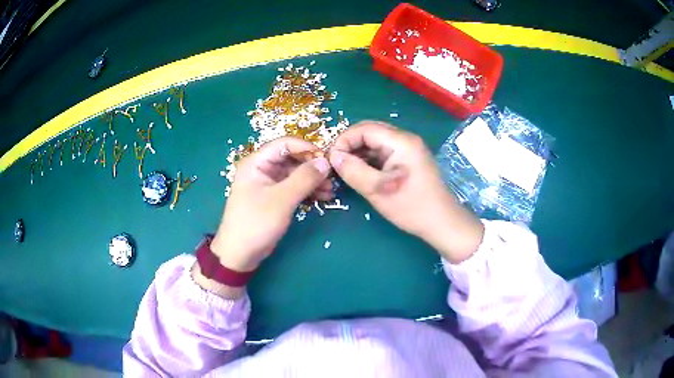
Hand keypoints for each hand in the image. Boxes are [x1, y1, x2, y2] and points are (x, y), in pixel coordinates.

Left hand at [211, 137, 332, 271]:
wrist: (240, 254)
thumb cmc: (256, 223)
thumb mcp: (282, 199)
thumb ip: (304, 179)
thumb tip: (325, 162)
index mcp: (257, 162)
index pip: (285, 144)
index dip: (307, 148)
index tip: (326, 159)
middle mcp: (262, 169)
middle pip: (292, 159)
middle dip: (312, 167)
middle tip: (332, 178)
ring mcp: (268, 184)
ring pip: (295, 174)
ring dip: (313, 180)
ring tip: (330, 191)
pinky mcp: (274, 198)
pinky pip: (294, 188)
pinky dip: (307, 191)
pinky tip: (323, 197)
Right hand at [328, 121, 483, 262]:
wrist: (442, 222)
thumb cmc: (412, 207)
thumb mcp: (378, 191)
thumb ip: (353, 171)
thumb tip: (333, 157)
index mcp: (401, 141)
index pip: (364, 128)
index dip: (343, 140)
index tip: (331, 160)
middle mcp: (405, 139)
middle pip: (369, 132)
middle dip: (350, 146)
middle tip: (336, 164)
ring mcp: (408, 149)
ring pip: (375, 142)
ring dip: (358, 153)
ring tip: (346, 171)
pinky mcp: (408, 159)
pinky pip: (383, 152)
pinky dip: (369, 160)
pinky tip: (361, 173)